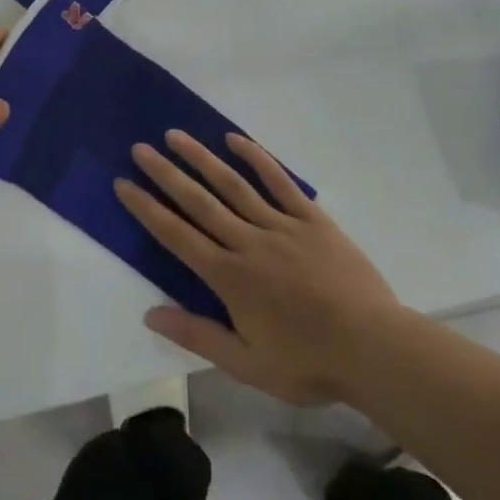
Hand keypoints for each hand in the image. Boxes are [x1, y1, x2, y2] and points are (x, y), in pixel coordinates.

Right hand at [115, 130, 402, 405]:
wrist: (375, 348)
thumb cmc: (309, 362)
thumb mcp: (247, 364)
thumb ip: (197, 335)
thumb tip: (150, 314)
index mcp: (229, 277)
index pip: (177, 236)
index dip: (147, 209)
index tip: (124, 184)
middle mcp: (248, 242)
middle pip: (199, 201)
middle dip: (166, 173)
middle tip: (139, 148)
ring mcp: (281, 225)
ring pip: (233, 184)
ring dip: (201, 158)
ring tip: (175, 135)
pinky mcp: (311, 218)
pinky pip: (280, 182)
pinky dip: (257, 158)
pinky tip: (236, 140)